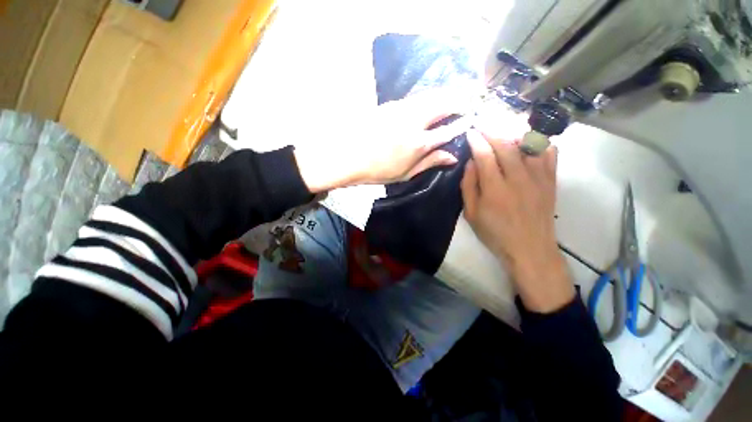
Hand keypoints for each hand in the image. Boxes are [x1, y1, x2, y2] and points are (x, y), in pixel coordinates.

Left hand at [294, 87, 475, 192]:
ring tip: (457, 93)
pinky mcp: (390, 105)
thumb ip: (430, 162)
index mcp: (419, 143)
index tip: (472, 118)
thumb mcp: (406, 173)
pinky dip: (428, 96)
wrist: (348, 156)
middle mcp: (414, 122)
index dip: (462, 124)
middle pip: (442, 105)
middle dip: (459, 100)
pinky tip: (431, 98)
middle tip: (472, 97)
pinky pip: (415, 98)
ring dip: (445, 94)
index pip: (448, 130)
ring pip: (429, 96)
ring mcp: (401, 110)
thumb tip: (452, 157)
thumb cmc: (378, 171)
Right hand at [461, 130, 574, 312]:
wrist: (530, 249)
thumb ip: (469, 187)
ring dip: (514, 133)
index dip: (477, 141)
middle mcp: (518, 178)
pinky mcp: (551, 181)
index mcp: (495, 189)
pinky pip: (549, 154)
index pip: (485, 156)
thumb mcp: (471, 214)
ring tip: (504, 128)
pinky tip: (530, 142)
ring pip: (528, 145)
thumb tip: (470, 163)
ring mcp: (538, 178)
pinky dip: (539, 143)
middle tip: (484, 123)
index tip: (471, 131)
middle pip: (506, 145)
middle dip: (492, 130)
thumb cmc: (495, 233)